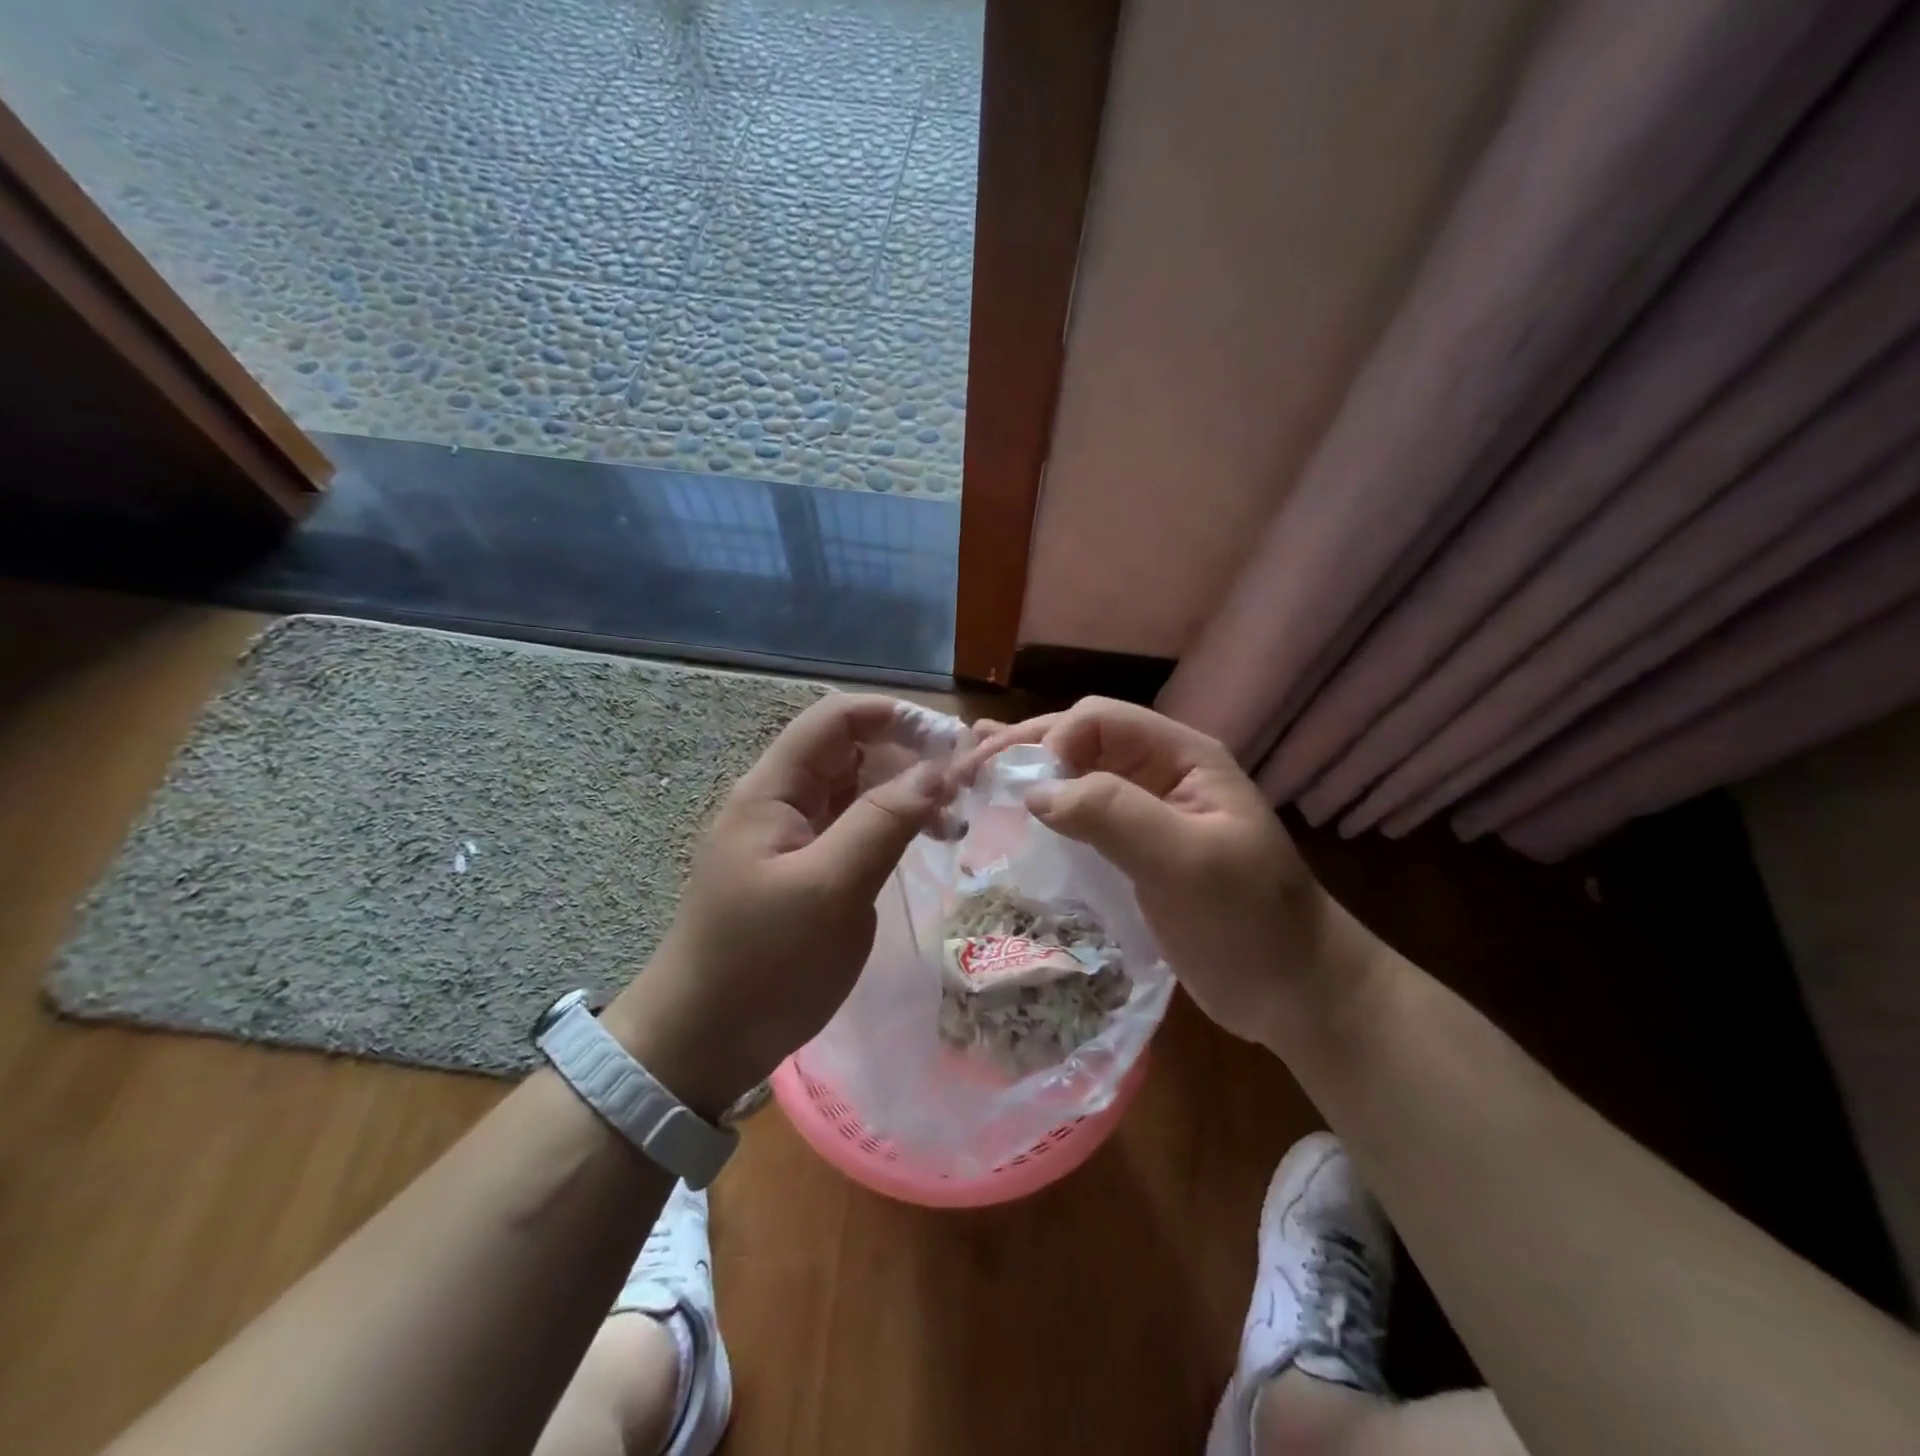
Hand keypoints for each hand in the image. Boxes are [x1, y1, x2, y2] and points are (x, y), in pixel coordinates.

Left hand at [604, 694, 956, 1116]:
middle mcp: (784, 800)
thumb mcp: (830, 888)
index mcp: (773, 790)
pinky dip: (896, 825)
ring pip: (860, 788)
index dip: (894, 716)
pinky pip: (858, 826)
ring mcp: (797, 836)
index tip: (952, 741)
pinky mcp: (811, 868)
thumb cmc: (764, 962)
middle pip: (852, 749)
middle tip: (968, 785)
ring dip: (908, 792)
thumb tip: (942, 769)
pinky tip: (930, 840)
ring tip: (957, 819)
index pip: (836, 719)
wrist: (705, 1041)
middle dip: (910, 755)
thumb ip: (884, 821)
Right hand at [966, 699, 1389, 1048]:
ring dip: (1026, 774)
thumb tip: (1033, 791)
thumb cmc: (1250, 922)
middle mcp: (1160, 772)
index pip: (1101, 720)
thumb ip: (1114, 815)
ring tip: (971, 779)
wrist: (1294, 992)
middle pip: (1081, 739)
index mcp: (1183, 757)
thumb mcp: (1187, 862)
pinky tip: (1009, 815)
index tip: (1018, 788)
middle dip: (1024, 749)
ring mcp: (1146, 810)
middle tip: (966, 771)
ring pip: (1075, 774)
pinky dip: (1043, 810)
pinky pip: (1080, 815)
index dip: (1053, 741)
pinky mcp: (1133, 848)